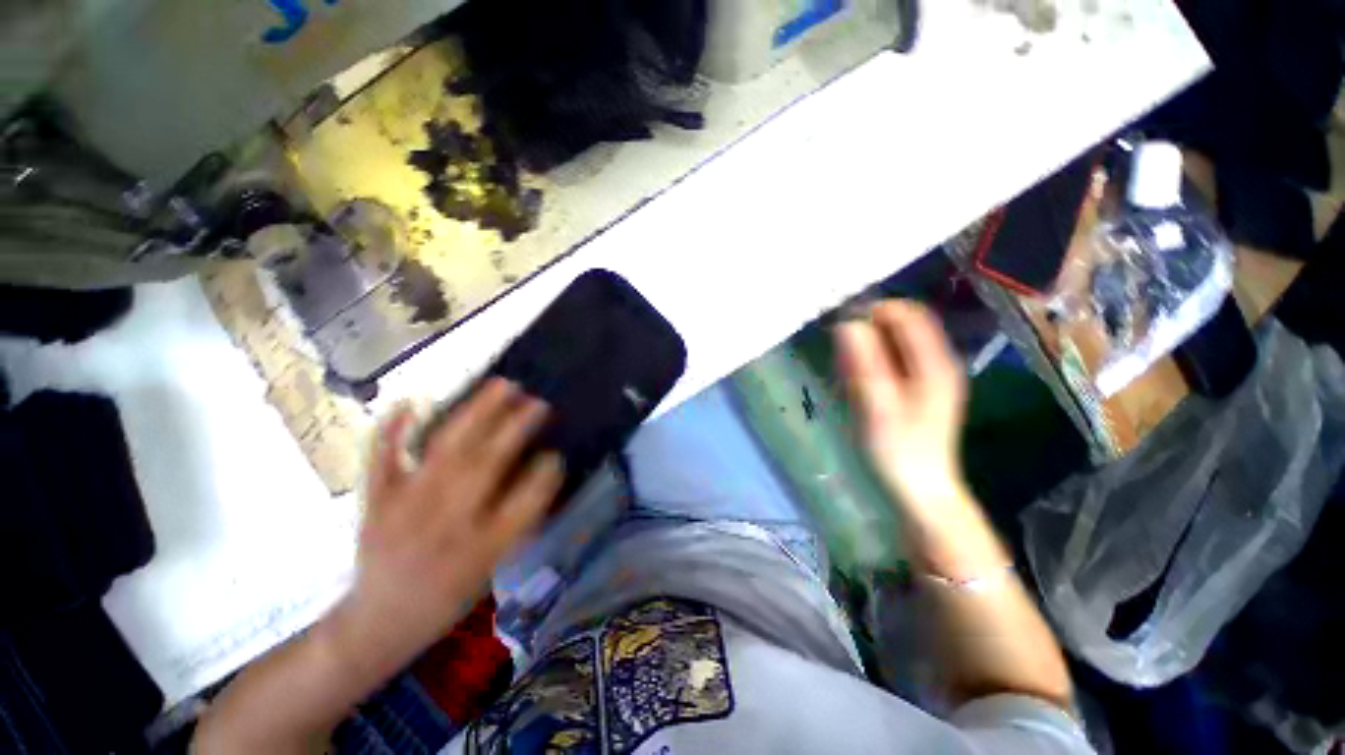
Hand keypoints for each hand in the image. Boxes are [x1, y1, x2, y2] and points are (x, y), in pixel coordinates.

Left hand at [330, 379, 562, 682]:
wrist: (377, 624)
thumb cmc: (446, 599)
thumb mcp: (491, 571)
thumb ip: (518, 523)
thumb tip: (544, 473)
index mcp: (478, 551)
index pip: (521, 506)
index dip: (542, 477)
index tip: (556, 454)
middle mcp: (444, 526)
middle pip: (484, 467)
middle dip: (515, 430)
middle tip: (538, 401)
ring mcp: (405, 509)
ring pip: (444, 452)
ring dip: (475, 415)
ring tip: (502, 386)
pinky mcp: (376, 502)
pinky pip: (382, 461)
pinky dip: (393, 429)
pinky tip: (410, 400)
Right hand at [836, 300, 968, 514]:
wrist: (920, 489)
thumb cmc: (898, 450)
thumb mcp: (877, 406)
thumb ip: (864, 364)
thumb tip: (846, 323)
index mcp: (935, 363)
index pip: (907, 314)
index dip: (874, 310)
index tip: (840, 322)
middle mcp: (938, 361)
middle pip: (903, 323)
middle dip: (869, 325)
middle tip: (838, 343)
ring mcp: (931, 374)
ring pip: (897, 339)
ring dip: (868, 341)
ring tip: (844, 360)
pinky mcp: (921, 386)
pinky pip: (895, 356)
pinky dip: (873, 356)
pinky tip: (856, 374)